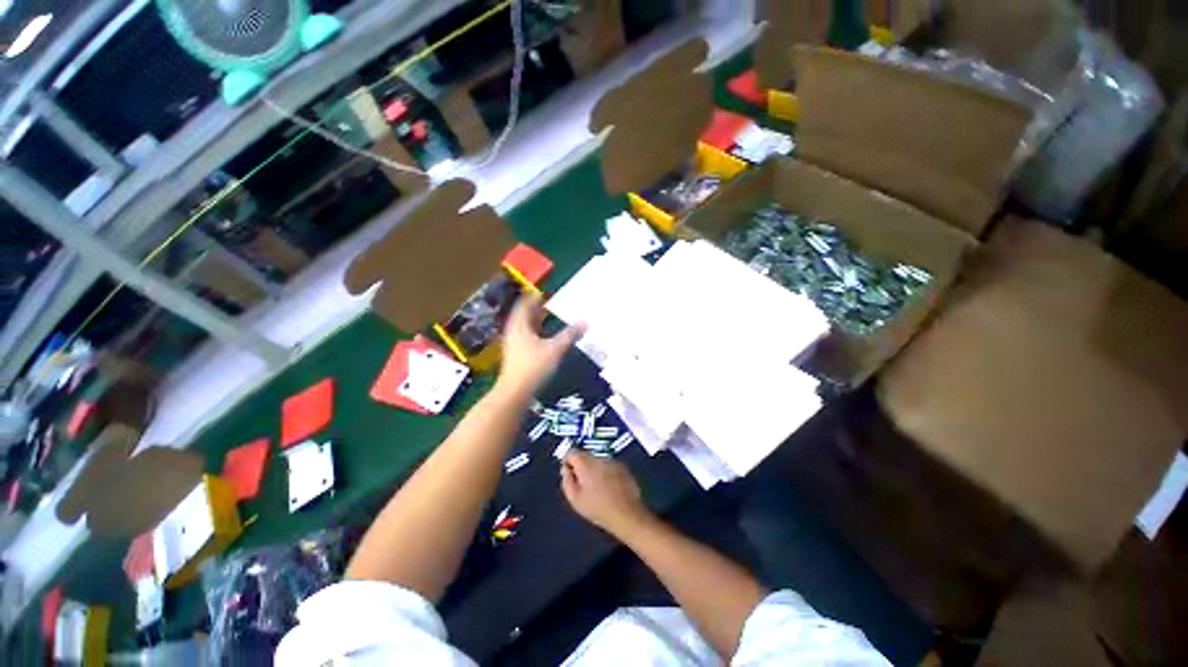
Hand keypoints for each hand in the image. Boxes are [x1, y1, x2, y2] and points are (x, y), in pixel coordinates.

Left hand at [496, 294, 584, 399]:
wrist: (515, 393)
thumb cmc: (534, 367)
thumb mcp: (555, 349)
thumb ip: (570, 334)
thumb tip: (585, 321)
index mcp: (519, 325)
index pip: (525, 304)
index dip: (534, 297)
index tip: (544, 292)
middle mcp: (513, 331)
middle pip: (523, 315)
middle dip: (535, 308)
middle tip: (548, 302)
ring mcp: (512, 344)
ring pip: (524, 327)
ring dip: (535, 321)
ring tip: (547, 317)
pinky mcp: (515, 355)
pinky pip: (525, 337)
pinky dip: (534, 332)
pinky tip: (544, 337)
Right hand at [561, 451, 651, 536]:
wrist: (627, 514)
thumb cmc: (598, 508)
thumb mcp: (575, 499)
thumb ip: (566, 481)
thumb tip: (565, 469)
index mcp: (586, 464)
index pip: (571, 452)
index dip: (567, 461)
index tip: (568, 474)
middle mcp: (599, 458)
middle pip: (585, 455)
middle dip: (581, 466)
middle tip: (582, 484)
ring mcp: (613, 461)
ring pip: (597, 461)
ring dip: (594, 469)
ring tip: (597, 488)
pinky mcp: (623, 467)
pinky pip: (609, 465)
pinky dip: (606, 472)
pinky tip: (609, 488)